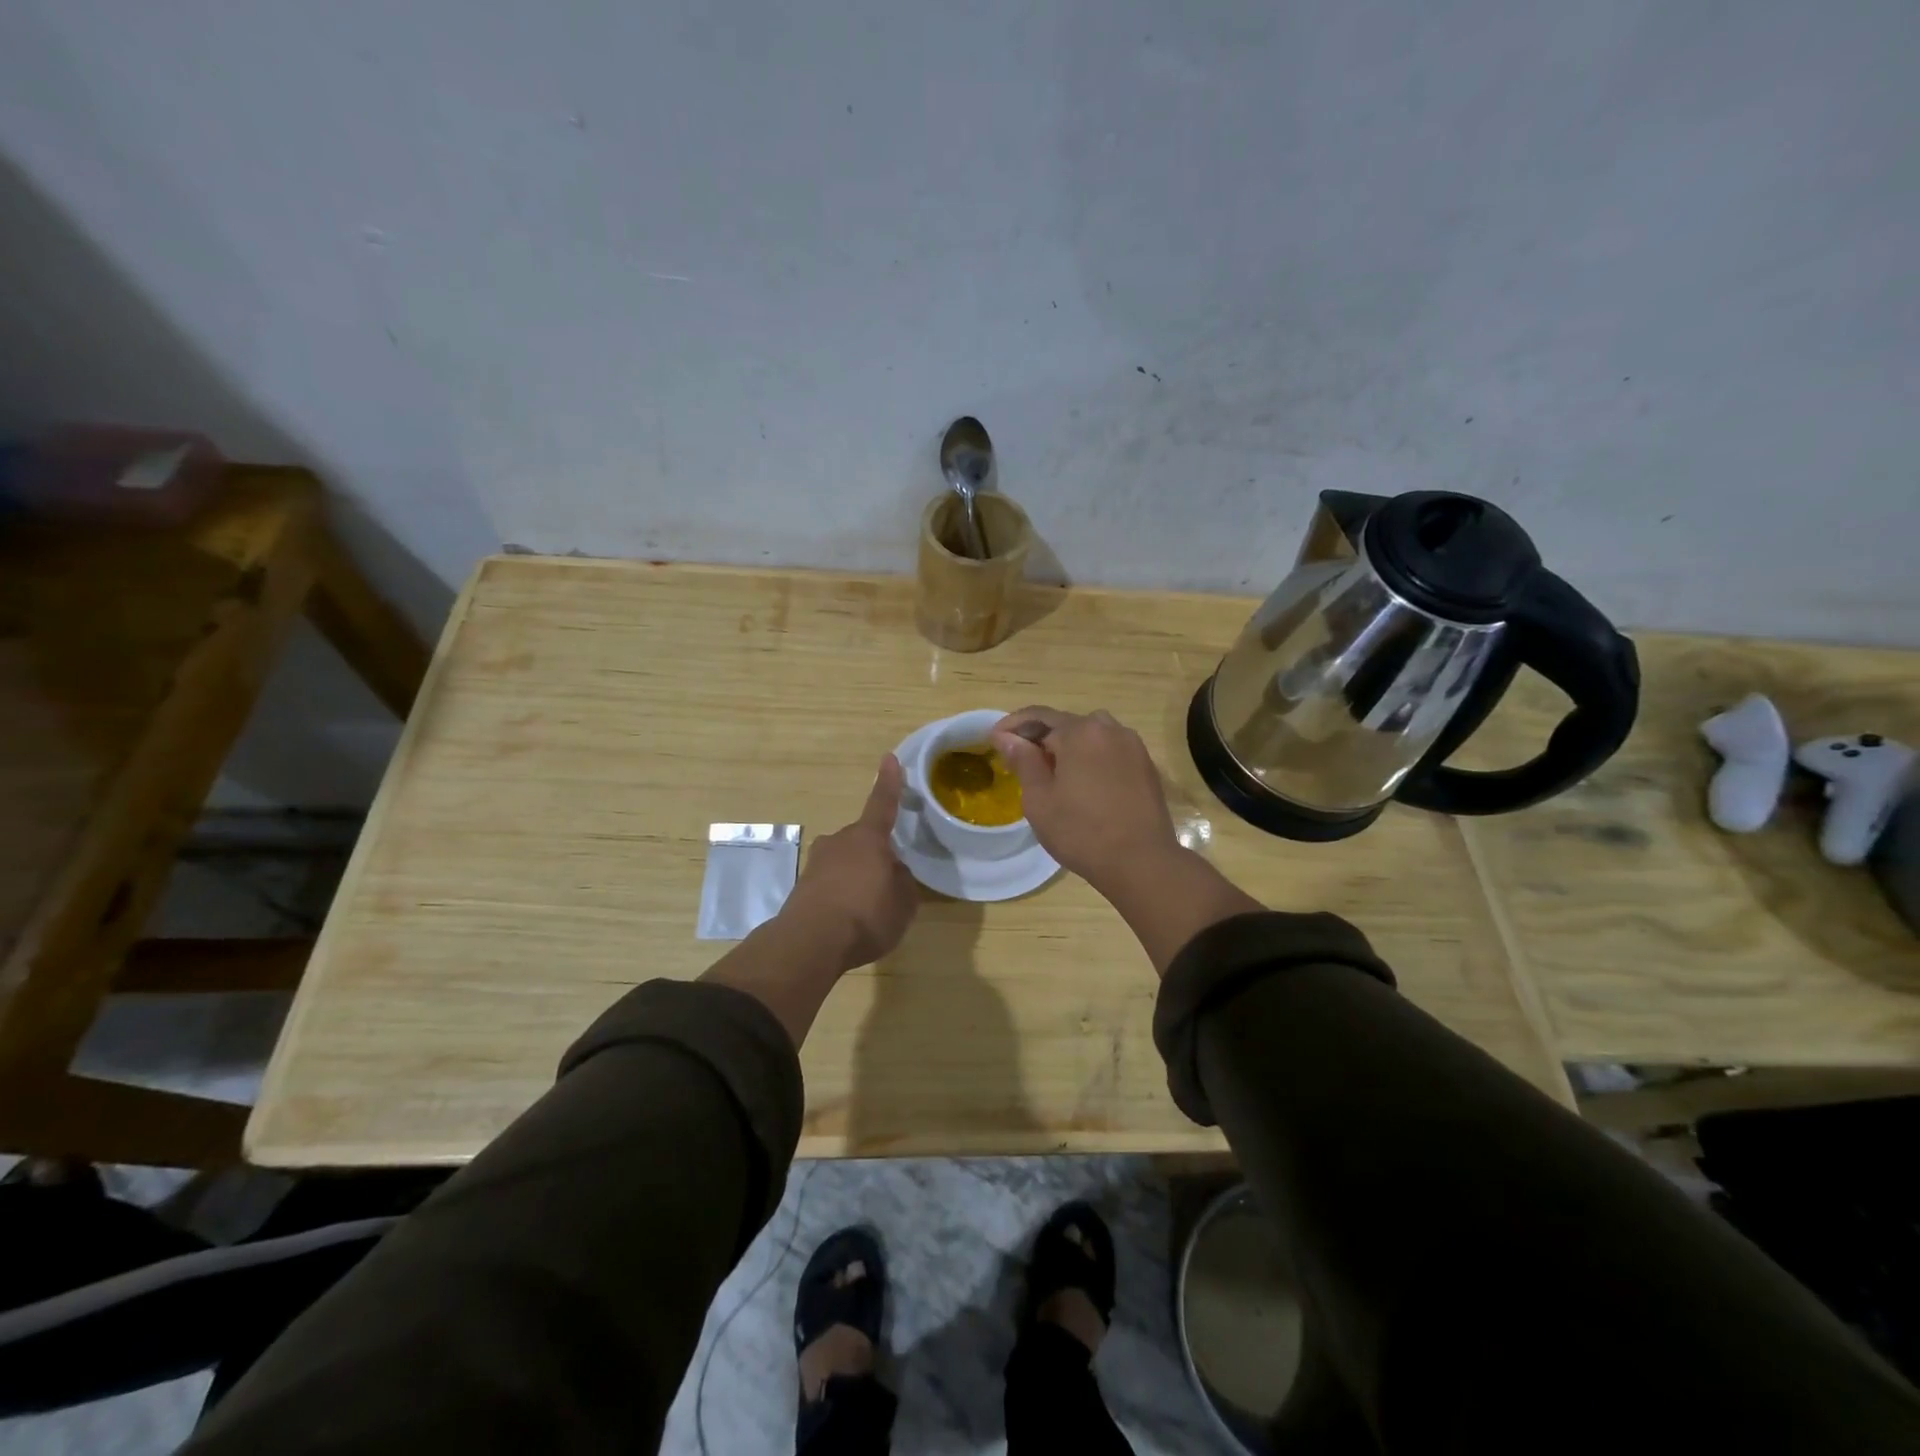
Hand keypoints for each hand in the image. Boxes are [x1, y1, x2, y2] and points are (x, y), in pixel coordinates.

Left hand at [785, 754, 919, 971]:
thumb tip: (894, 872)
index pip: (883, 804)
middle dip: (875, 855)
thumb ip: (903, 882)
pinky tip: (847, 919)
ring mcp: (817, 863)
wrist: (810, 943)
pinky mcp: (802, 886)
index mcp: (868, 838)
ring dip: (856, 877)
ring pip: (845, 862)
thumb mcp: (903, 903)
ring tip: (867, 908)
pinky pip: (831, 884)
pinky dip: (841, 895)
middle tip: (888, 884)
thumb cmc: (866, 915)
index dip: (889, 783)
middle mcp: (840, 841)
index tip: (889, 759)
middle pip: (863, 841)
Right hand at [990, 707, 1179, 894]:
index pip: (1039, 716)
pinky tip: (1083, 783)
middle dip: (1041, 737)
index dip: (1013, 725)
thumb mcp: (1040, 799)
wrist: (1141, 861)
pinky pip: (1110, 751)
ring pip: (1092, 736)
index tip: (994, 739)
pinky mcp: (1146, 766)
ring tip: (1052, 772)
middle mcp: (1110, 729)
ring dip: (1068, 747)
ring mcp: (1133, 746)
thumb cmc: (1081, 831)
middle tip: (1021, 760)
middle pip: (1067, 724)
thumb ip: (1023, 761)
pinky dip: (1091, 758)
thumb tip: (1006, 737)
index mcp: (1081, 732)